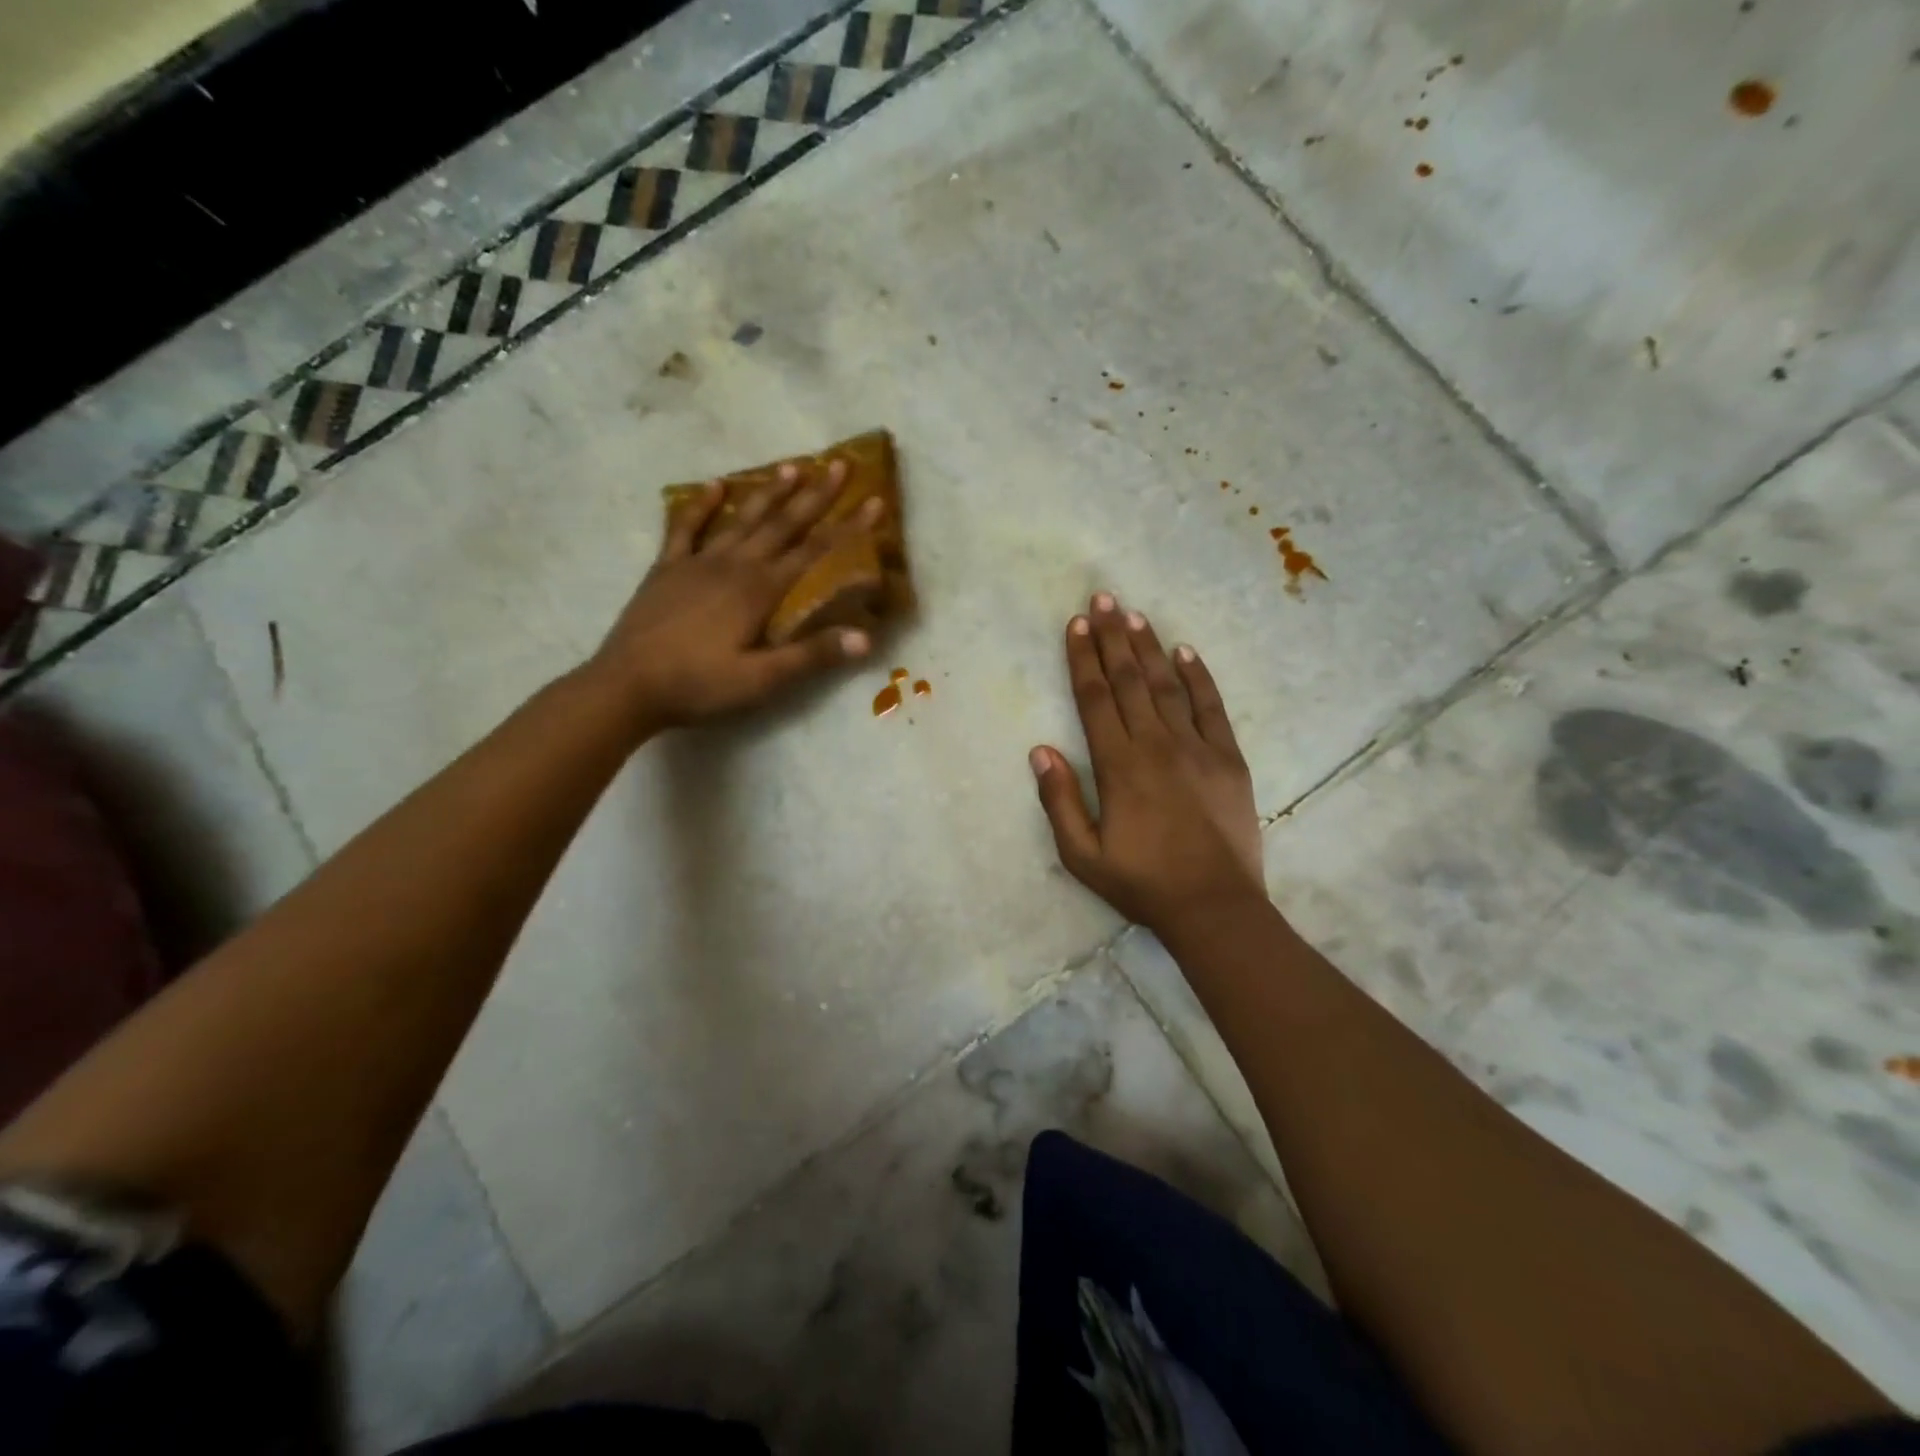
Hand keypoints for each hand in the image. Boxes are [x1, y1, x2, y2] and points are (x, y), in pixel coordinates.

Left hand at [592, 459, 880, 732]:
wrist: (626, 686)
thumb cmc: (698, 685)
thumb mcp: (761, 680)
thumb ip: (811, 656)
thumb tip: (865, 638)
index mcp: (760, 590)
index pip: (815, 551)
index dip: (849, 527)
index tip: (875, 501)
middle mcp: (734, 565)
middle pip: (782, 524)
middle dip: (815, 495)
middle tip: (839, 464)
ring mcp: (697, 562)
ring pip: (742, 519)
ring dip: (769, 493)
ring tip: (792, 466)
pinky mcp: (667, 569)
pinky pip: (686, 528)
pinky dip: (702, 506)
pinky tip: (715, 486)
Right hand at [1030, 593, 1265, 930]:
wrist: (1214, 906)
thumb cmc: (1141, 883)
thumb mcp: (1082, 854)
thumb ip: (1058, 800)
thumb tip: (1040, 750)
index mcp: (1118, 765)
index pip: (1094, 699)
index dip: (1082, 658)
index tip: (1076, 624)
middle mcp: (1155, 744)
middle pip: (1128, 681)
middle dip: (1112, 637)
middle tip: (1103, 599)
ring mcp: (1196, 748)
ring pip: (1167, 685)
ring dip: (1148, 648)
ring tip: (1134, 614)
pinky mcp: (1228, 758)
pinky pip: (1211, 707)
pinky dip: (1199, 677)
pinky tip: (1186, 652)